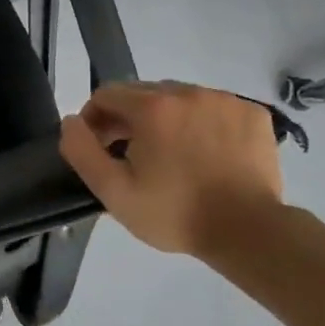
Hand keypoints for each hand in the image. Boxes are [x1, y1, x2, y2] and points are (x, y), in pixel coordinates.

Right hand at [59, 81, 285, 255]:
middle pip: (142, 93)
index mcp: (152, 107)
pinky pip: (213, 107)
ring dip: (166, 118)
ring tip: (172, 155)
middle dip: (129, 118)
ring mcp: (224, 100)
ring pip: (179, 98)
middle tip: (133, 155)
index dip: (95, 120)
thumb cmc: (175, 213)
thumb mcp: (114, 191)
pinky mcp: (252, 113)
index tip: (101, 149)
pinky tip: (206, 152)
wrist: (249, 232)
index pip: (106, 95)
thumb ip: (82, 151)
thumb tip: (72, 121)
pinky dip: (202, 123)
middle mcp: (188, 92)